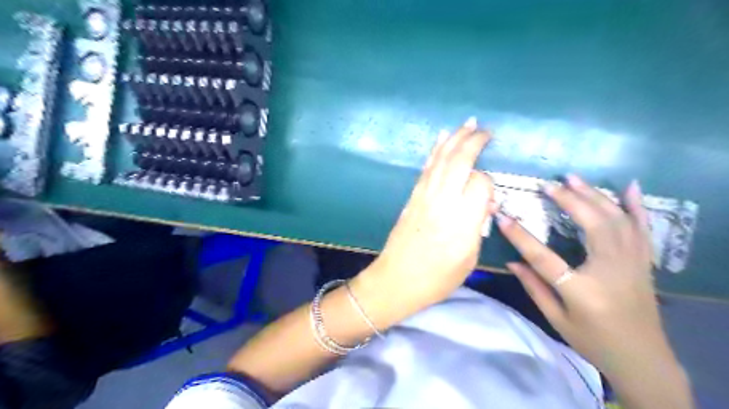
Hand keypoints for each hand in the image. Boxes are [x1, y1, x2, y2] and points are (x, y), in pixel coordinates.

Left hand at [359, 119, 495, 316]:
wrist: (396, 280)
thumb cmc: (437, 278)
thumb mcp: (469, 258)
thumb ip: (478, 226)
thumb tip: (483, 204)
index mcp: (463, 221)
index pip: (481, 183)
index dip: (489, 184)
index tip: (490, 196)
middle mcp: (443, 202)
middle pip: (460, 161)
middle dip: (474, 141)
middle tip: (485, 130)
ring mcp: (424, 196)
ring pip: (441, 159)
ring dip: (455, 138)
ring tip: (467, 123)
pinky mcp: (412, 197)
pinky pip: (427, 168)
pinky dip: (435, 151)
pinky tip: (442, 139)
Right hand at [498, 176, 673, 373]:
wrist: (642, 359)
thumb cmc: (593, 341)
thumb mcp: (556, 319)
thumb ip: (534, 287)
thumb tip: (511, 261)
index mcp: (583, 291)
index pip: (544, 258)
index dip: (520, 236)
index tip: (502, 216)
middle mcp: (612, 271)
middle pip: (592, 226)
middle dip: (568, 201)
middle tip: (548, 184)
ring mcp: (633, 264)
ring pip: (616, 220)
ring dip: (594, 196)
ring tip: (573, 178)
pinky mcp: (643, 261)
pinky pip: (642, 228)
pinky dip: (636, 205)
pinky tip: (629, 186)